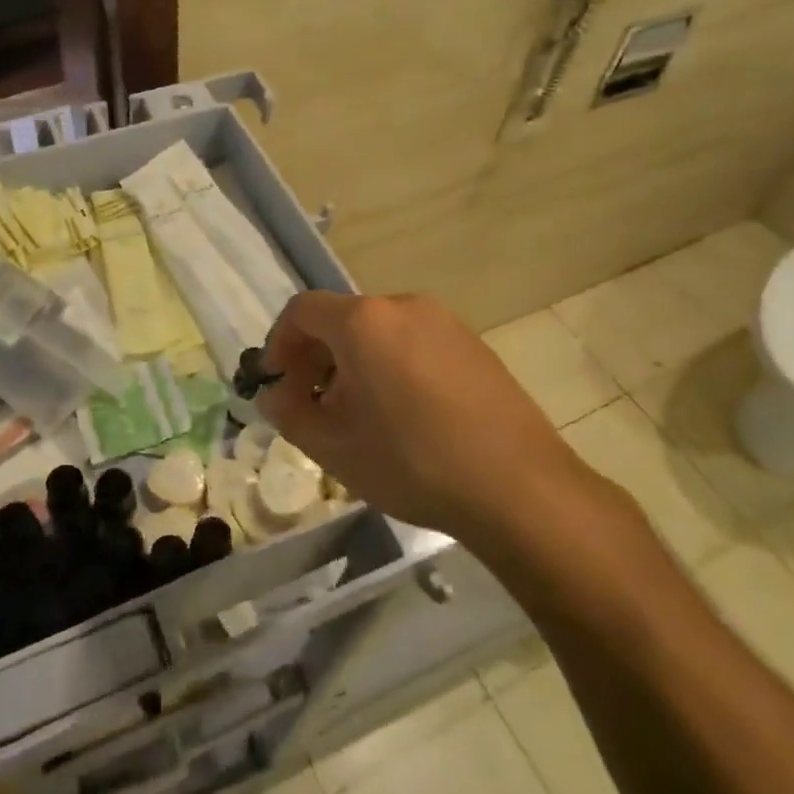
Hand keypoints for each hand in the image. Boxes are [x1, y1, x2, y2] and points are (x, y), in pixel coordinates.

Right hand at [256, 292, 595, 541]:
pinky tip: (404, 413)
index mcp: (364, 322)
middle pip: (342, 318)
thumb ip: (290, 415)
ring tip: (359, 413)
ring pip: (379, 331)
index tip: (277, 383)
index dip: (279, 344)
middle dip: (316, 357)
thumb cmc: (412, 462)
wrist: (518, 487)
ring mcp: (444, 321)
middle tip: (312, 404)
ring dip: (354, 362)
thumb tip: (275, 396)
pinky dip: (391, 364)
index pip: (302, 311)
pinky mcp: (473, 343)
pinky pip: (414, 341)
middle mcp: (403, 306)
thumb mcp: (334, 447)